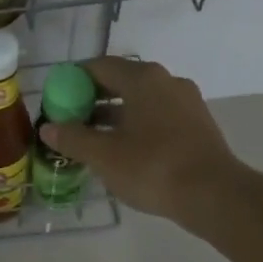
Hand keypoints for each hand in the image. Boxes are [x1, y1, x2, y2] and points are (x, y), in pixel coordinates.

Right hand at [38, 57, 240, 224]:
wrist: (214, 195)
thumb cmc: (153, 167)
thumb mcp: (103, 155)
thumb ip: (73, 138)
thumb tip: (48, 127)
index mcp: (142, 78)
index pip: (99, 66)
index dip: (73, 81)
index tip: (57, 101)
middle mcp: (166, 81)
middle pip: (120, 81)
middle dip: (92, 99)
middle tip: (70, 121)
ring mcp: (186, 102)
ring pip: (140, 101)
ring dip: (114, 115)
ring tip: (93, 139)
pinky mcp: (197, 124)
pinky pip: (158, 116)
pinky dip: (137, 126)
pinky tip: (124, 151)